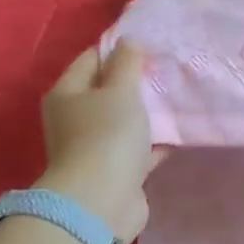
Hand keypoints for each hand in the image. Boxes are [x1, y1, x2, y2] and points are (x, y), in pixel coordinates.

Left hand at [38, 42, 160, 241]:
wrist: (101, 201)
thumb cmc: (107, 136)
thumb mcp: (120, 90)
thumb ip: (127, 63)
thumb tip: (129, 41)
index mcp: (67, 94)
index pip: (91, 59)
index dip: (118, 49)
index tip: (150, 45)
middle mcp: (74, 119)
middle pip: (106, 91)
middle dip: (135, 82)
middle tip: (166, 71)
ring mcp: (93, 148)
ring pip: (123, 122)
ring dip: (145, 114)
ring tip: (175, 100)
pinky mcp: (114, 172)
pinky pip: (136, 150)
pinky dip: (152, 143)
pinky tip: (175, 135)